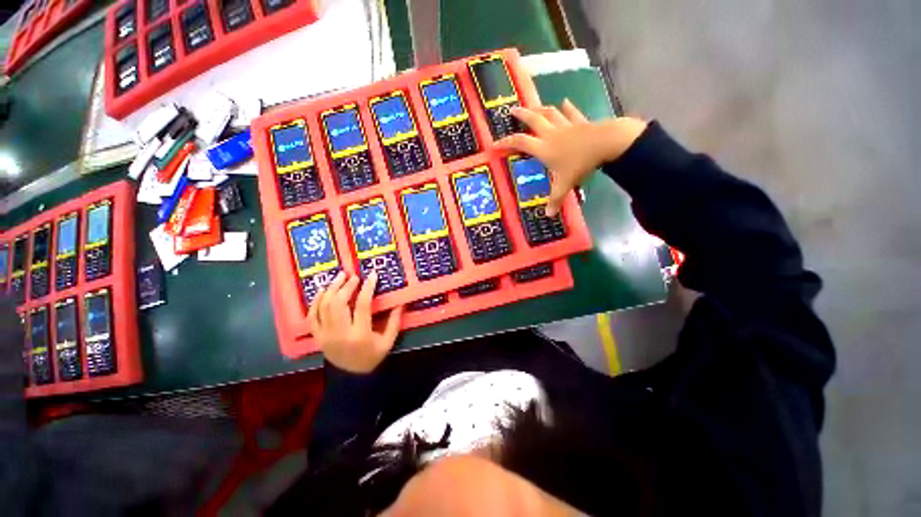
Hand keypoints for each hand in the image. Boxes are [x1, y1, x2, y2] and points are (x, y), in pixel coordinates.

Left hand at [308, 271, 403, 373]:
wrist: (350, 377)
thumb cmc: (372, 357)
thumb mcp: (388, 342)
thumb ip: (394, 322)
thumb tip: (401, 302)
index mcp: (360, 334)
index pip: (362, 305)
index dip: (367, 288)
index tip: (372, 275)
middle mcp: (340, 333)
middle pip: (338, 303)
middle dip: (346, 286)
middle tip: (354, 276)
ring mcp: (325, 335)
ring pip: (323, 306)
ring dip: (331, 289)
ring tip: (340, 277)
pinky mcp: (317, 336)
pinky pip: (312, 316)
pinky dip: (316, 301)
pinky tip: (324, 291)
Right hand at [496, 99, 647, 215]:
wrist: (605, 144)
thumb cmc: (580, 164)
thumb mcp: (565, 185)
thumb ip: (555, 199)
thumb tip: (549, 215)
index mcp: (544, 148)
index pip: (520, 143)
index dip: (506, 142)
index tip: (495, 143)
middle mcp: (551, 134)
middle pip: (533, 120)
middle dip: (522, 115)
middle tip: (512, 109)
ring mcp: (566, 126)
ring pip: (550, 113)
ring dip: (540, 109)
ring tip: (533, 107)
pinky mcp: (580, 122)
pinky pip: (571, 113)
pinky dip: (568, 108)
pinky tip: (565, 102)